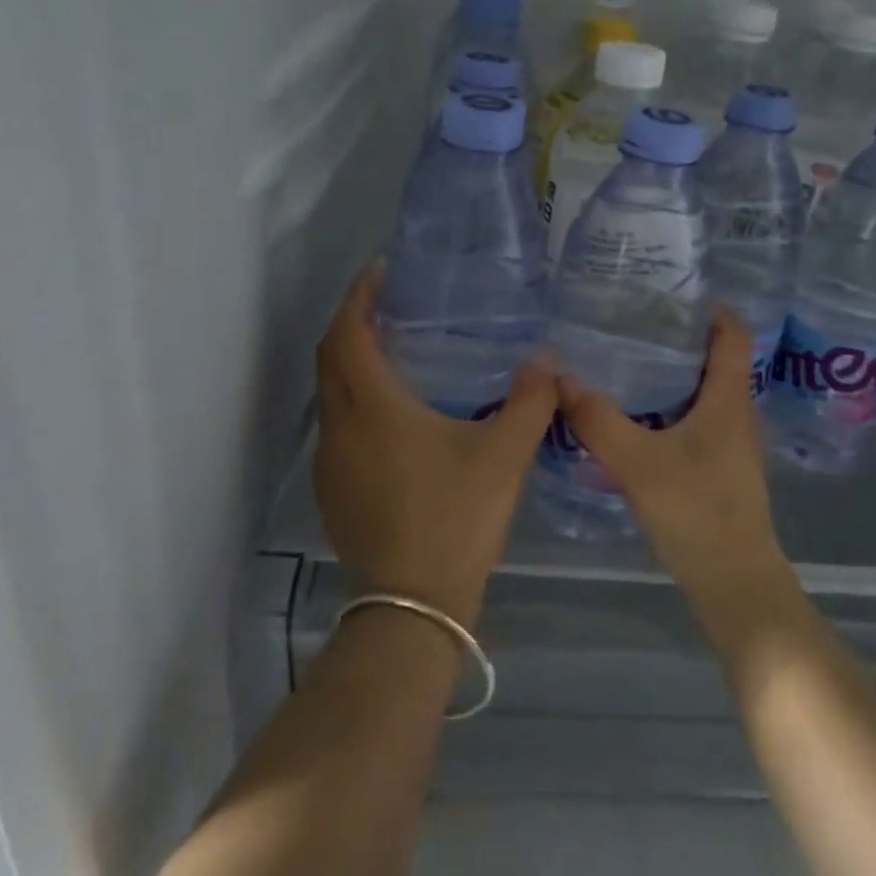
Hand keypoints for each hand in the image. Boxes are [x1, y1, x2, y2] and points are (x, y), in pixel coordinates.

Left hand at [315, 262, 558, 627]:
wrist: (415, 605)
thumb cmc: (457, 518)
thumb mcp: (504, 455)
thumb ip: (530, 400)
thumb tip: (547, 359)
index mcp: (373, 407)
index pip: (349, 333)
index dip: (359, 296)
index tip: (379, 270)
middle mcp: (340, 426)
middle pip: (330, 356)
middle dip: (351, 321)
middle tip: (386, 303)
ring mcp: (330, 462)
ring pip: (329, 393)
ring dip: (348, 361)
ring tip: (389, 349)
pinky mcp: (333, 490)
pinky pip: (335, 425)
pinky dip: (352, 399)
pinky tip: (388, 414)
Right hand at [556, 307, 790, 607]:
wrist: (735, 585)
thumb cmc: (697, 514)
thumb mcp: (638, 464)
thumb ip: (597, 420)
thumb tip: (560, 377)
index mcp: (728, 400)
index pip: (732, 334)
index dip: (709, 307)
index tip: (669, 289)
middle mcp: (735, 413)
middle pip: (714, 358)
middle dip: (677, 335)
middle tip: (630, 319)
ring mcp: (729, 442)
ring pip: (702, 390)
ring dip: (670, 371)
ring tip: (624, 358)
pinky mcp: (718, 467)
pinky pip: (693, 418)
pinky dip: (667, 404)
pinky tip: (632, 413)